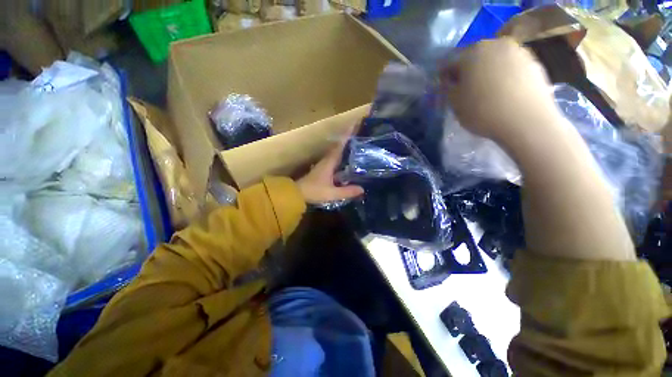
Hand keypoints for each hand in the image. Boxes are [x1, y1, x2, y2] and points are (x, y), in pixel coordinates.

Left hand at [297, 136, 363, 204]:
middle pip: (339, 148)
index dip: (347, 136)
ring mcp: (324, 165)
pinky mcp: (322, 171)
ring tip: (357, 148)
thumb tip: (362, 189)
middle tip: (360, 136)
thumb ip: (347, 191)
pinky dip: (342, 159)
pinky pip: (335, 162)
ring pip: (337, 154)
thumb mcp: (332, 193)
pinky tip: (349, 164)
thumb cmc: (313, 191)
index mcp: (329, 163)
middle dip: (348, 141)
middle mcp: (326, 161)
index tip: (354, 125)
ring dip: (345, 150)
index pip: (340, 146)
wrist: (297, 194)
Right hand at [441, 38, 560, 143]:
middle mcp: (496, 44)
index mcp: (472, 53)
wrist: (526, 120)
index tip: (448, 90)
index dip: (448, 78)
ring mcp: (518, 51)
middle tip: (467, 90)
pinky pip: (513, 68)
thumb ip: (448, 89)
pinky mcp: (535, 63)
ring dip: (489, 73)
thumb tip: (450, 82)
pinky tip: (505, 94)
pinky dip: (506, 77)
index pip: (452, 63)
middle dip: (470, 72)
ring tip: (488, 93)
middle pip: (476, 58)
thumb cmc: (482, 110)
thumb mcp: (455, 103)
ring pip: (496, 61)